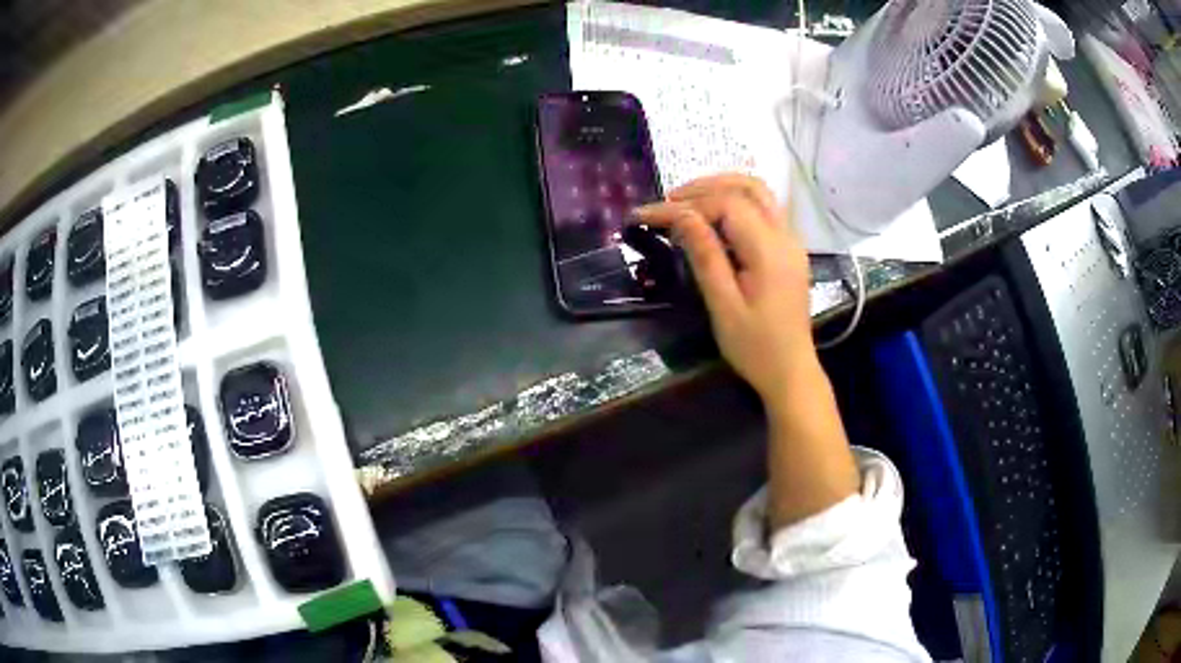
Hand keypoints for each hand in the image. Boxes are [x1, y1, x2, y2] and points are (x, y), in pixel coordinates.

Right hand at [634, 174, 815, 407]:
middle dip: (705, 186)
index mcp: (769, 250)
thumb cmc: (755, 348)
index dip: (684, 204)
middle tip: (669, 201)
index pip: (725, 205)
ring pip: (759, 193)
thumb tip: (680, 216)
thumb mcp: (723, 305)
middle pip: (748, 186)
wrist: (791, 373)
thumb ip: (705, 255)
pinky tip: (713, 219)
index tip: (648, 215)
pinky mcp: (789, 250)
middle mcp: (785, 236)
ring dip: (722, 189)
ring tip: (687, 204)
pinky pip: (764, 210)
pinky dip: (736, 203)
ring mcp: (791, 241)